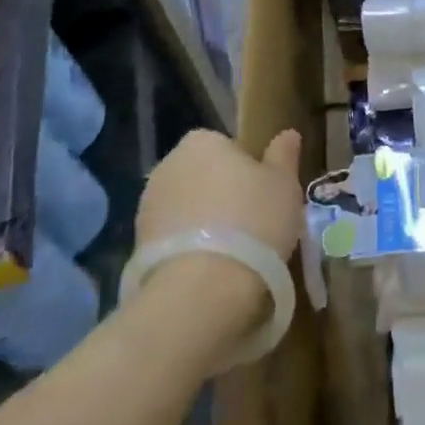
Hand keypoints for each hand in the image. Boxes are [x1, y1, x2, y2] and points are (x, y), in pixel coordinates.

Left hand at [133, 128, 302, 352]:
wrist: (202, 290)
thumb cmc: (253, 222)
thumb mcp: (284, 184)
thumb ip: (284, 155)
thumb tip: (287, 134)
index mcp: (202, 141)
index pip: (229, 147)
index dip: (249, 171)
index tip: (265, 196)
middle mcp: (168, 165)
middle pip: (205, 176)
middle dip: (223, 195)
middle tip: (253, 224)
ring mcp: (148, 206)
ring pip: (187, 208)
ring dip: (204, 223)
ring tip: (233, 254)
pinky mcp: (137, 246)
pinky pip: (174, 239)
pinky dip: (189, 249)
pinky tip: (210, 271)